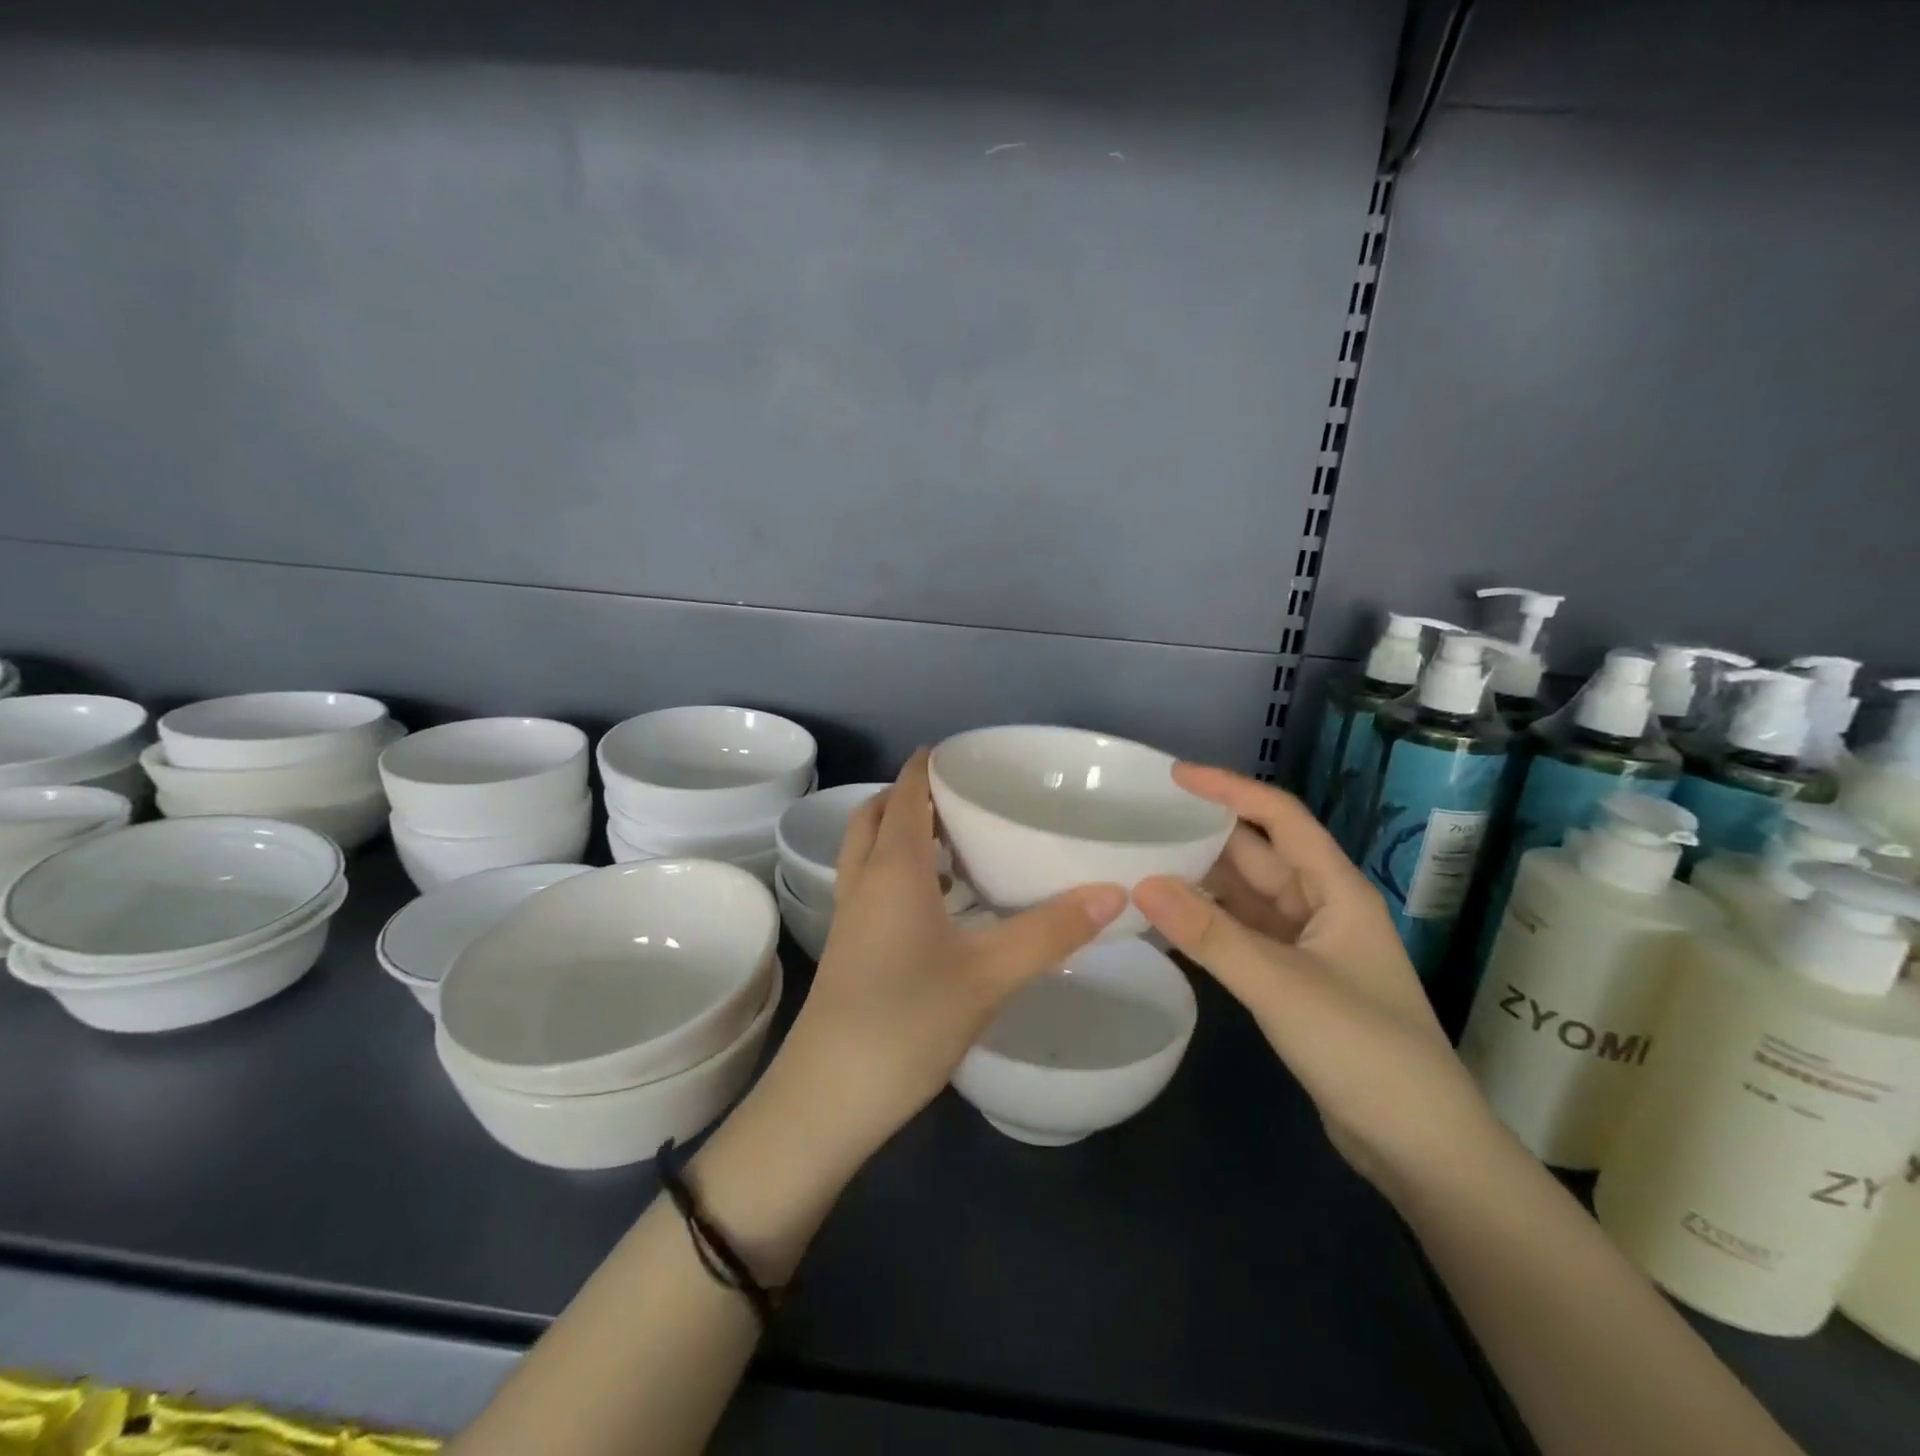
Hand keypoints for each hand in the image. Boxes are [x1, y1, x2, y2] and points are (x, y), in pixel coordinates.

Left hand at [754, 749, 1127, 1173]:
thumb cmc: (907, 1021)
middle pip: (877, 815)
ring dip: (902, 834)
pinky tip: (938, 904)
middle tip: (961, 798)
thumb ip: (1052, 931)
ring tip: (956, 843)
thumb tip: (1115, 891)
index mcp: (893, 868)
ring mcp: (850, 916)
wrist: (828, 1097)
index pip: (905, 793)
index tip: (961, 752)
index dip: (926, 766)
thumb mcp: (989, 974)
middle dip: (911, 796)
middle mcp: (864, 881)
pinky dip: (898, 871)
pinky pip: (871, 885)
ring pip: (868, 852)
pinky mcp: (849, 948)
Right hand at [1132, 764, 1496, 1198]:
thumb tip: (1142, 883)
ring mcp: (1307, 947)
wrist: (1421, 1148)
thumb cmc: (1365, 1051)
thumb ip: (1211, 934)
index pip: (1280, 817)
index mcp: (1335, 890)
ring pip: (1245, 897)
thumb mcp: (1282, 986)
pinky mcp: (1293, 981)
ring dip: (1200, 882)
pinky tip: (1166, 923)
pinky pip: (1241, 935)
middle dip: (1203, 834)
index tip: (1173, 776)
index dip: (1229, 789)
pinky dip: (1206, 925)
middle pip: (1257, 854)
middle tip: (1140, 821)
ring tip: (1139, 864)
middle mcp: (1321, 907)